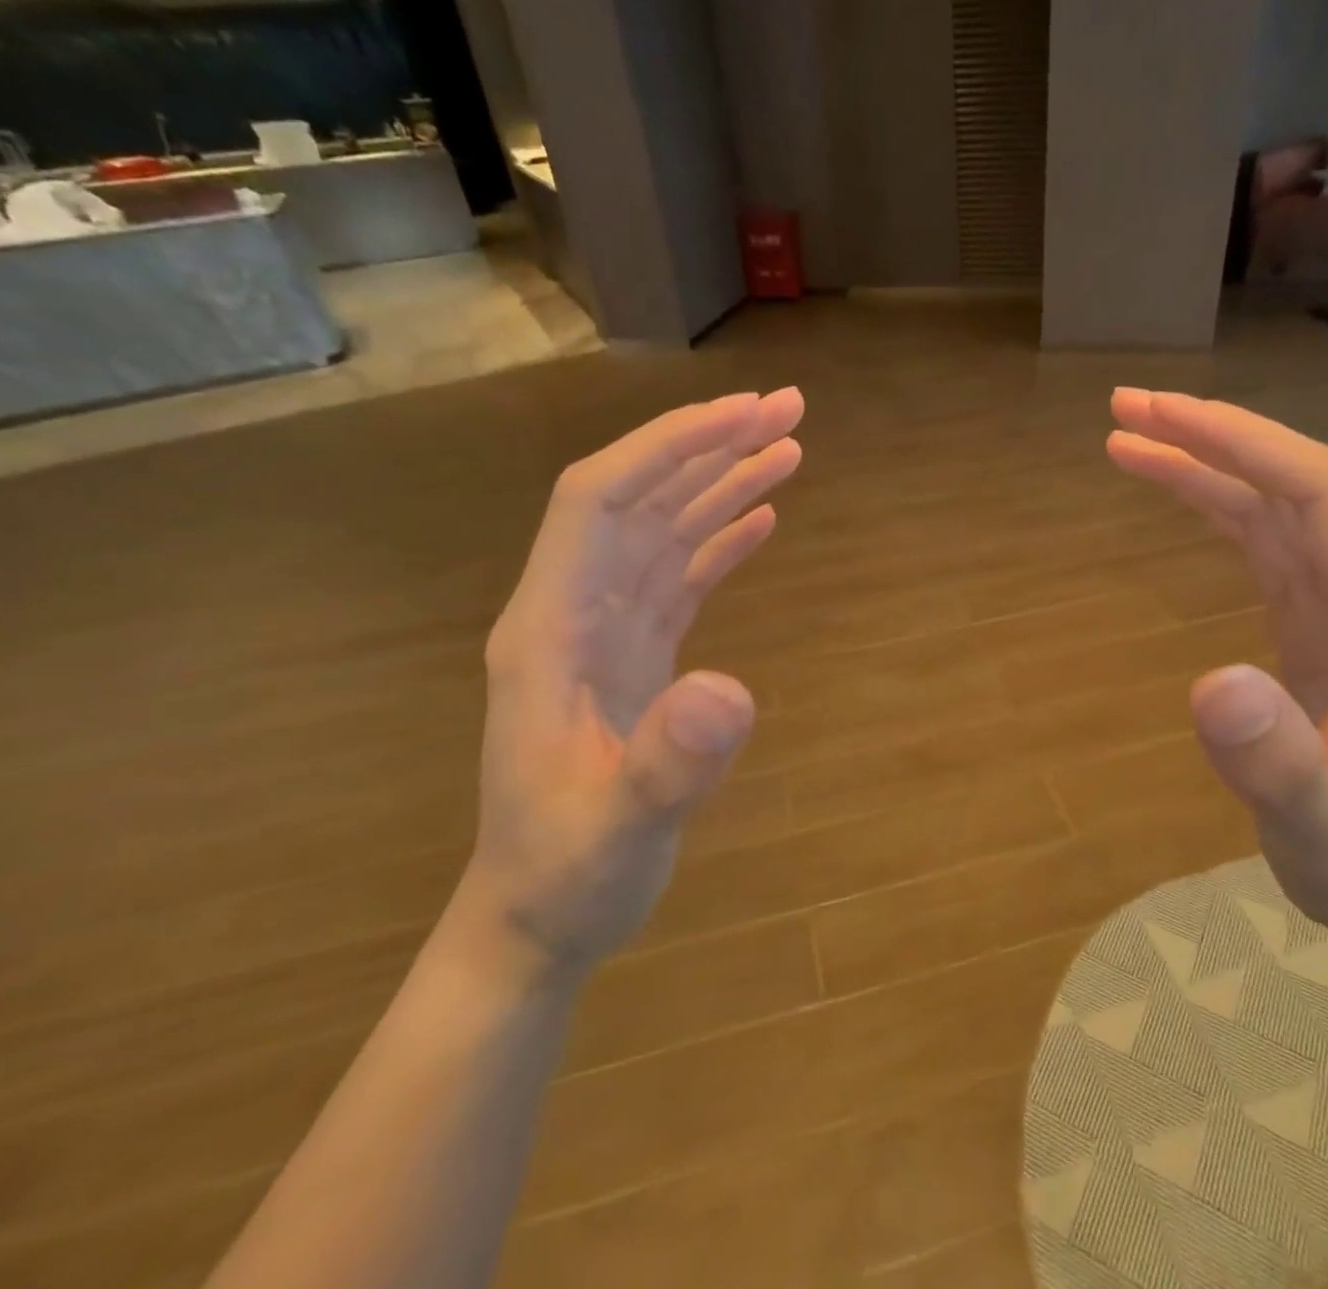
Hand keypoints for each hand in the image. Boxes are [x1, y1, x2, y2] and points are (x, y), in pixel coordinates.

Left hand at [460, 389, 803, 972]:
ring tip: (789, 446)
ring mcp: (605, 630)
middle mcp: (574, 610)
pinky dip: (720, 537)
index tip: (741, 416)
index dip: (666, 448)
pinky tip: (761, 517)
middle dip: (709, 445)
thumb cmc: (566, 874)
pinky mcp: (635, 653)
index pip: (598, 502)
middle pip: (638, 498)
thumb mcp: (617, 830)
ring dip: (722, 482)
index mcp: (548, 629)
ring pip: (663, 529)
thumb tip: (732, 690)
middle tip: (788, 410)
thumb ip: (666, 764)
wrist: (538, 916)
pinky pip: (679, 574)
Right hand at [1107, 388, 1327, 946]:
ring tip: (1126, 436)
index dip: (1248, 446)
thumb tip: (1213, 684)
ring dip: (1207, 461)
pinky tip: (1174, 488)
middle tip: (1126, 408)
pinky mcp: (1321, 617)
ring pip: (1278, 503)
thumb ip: (1279, 763)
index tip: (1163, 416)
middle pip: (1301, 481)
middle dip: (1216, 435)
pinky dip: (1215, 503)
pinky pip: (1266, 539)